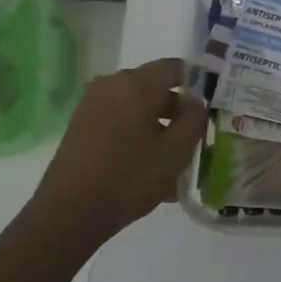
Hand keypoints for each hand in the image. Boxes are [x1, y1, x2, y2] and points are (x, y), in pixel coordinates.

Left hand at [27, 57, 205, 244]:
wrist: (68, 213)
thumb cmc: (129, 177)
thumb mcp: (176, 151)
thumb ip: (194, 119)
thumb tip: (195, 103)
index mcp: (136, 84)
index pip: (176, 67)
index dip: (199, 83)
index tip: (212, 107)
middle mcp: (111, 86)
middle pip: (156, 89)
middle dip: (178, 114)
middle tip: (196, 142)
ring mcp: (92, 107)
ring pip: (138, 111)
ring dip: (160, 132)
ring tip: (175, 167)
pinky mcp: (82, 128)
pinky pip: (121, 125)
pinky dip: (139, 140)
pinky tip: (151, 175)